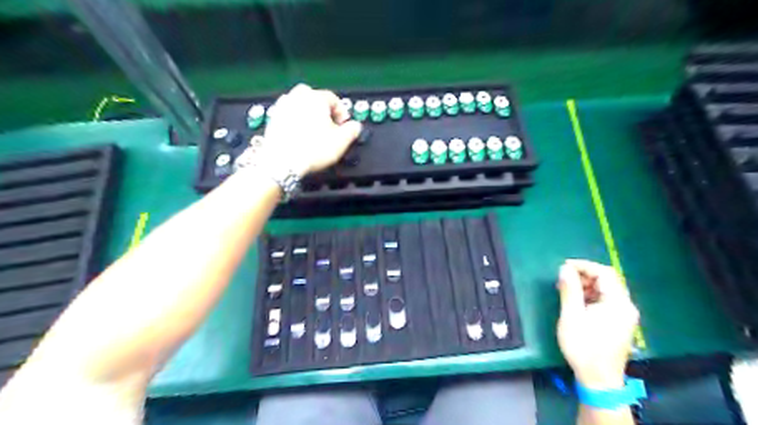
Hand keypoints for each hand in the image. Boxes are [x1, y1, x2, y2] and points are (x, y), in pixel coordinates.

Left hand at [260, 83, 362, 175]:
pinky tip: (300, 136)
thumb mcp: (341, 141)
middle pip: (314, 98)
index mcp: (316, 98)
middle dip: (323, 110)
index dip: (342, 112)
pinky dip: (296, 122)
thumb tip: (355, 126)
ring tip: (314, 131)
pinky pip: (289, 116)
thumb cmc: (312, 150)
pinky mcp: (273, 119)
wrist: (282, 162)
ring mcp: (283, 107)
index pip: (333, 98)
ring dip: (308, 115)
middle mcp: (297, 97)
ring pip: (300, 105)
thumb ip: (352, 130)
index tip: (344, 124)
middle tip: (329, 125)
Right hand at [555, 258, 637, 389]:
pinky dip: (591, 296)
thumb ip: (569, 290)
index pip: (604, 273)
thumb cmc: (583, 347)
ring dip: (587, 285)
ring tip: (567, 290)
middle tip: (563, 279)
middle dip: (585, 275)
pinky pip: (607, 300)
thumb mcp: (571, 316)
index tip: (564, 266)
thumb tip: (565, 269)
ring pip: (607, 290)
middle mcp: (626, 306)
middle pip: (608, 280)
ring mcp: (625, 315)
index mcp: (618, 303)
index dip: (584, 266)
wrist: (598, 380)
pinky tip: (577, 303)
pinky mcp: (620, 323)